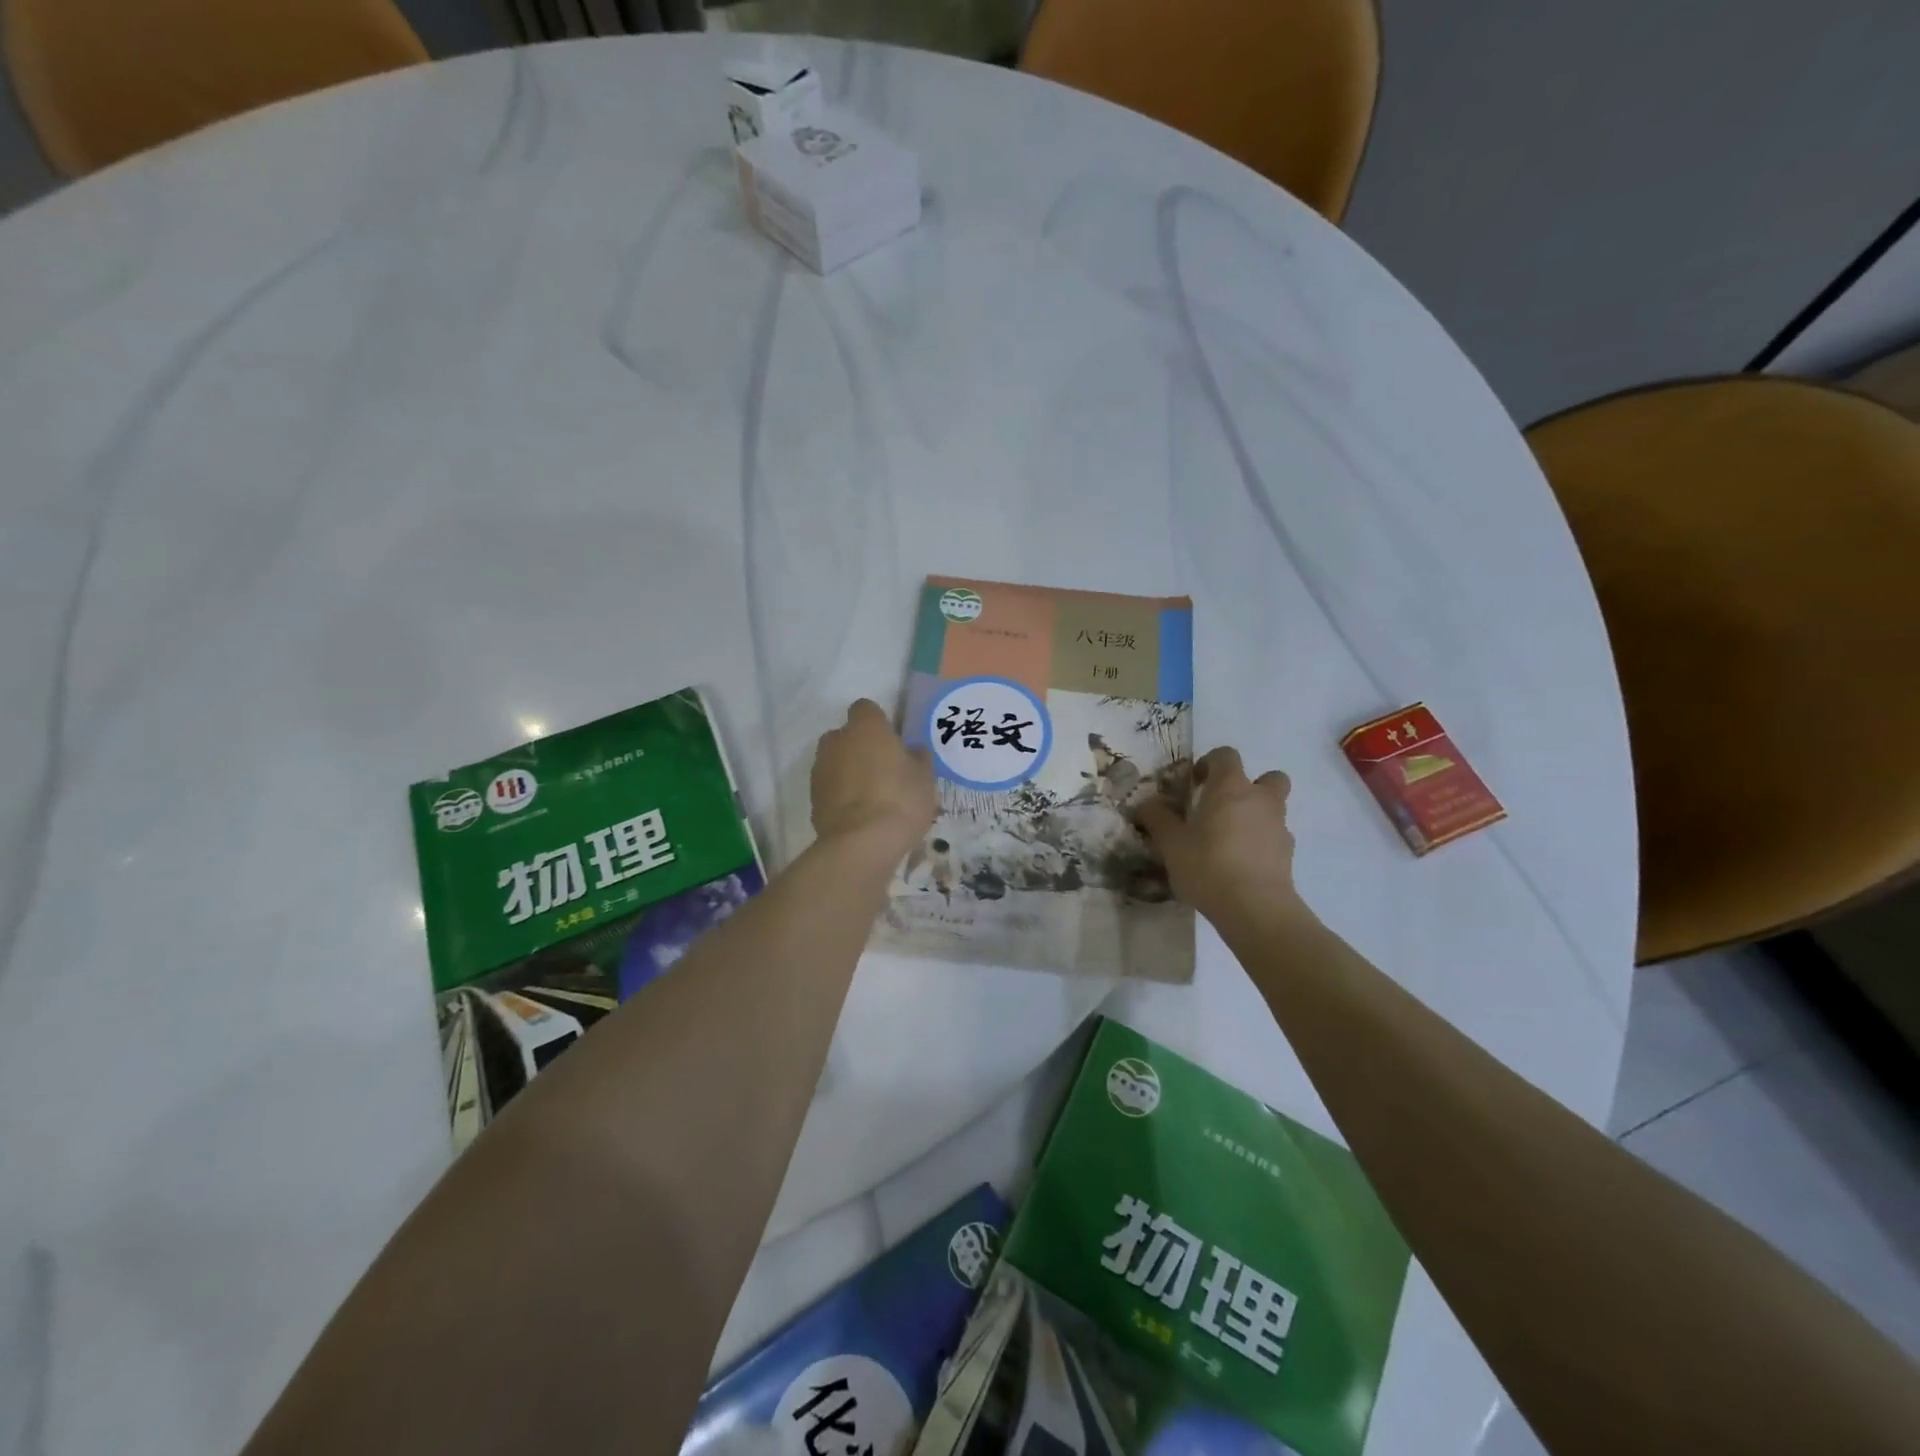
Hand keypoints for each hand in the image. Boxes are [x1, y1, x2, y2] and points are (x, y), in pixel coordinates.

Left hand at [811, 700, 937, 851]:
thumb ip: (918, 758)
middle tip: (884, 770)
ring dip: (849, 772)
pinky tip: (859, 815)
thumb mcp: (925, 778)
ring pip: (836, 761)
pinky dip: (840, 795)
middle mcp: (837, 740)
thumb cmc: (900, 800)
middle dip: (860, 747)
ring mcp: (820, 769)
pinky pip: (830, 787)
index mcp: (866, 727)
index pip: (866, 709)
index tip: (893, 742)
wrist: (861, 843)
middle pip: (846, 735)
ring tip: (872, 797)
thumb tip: (913, 751)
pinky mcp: (813, 798)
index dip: (879, 723)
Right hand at [1137, 747, 1304, 929]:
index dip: (1209, 763)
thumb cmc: (1208, 865)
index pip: (1226, 755)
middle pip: (1269, 777)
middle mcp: (1261, 799)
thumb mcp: (1170, 843)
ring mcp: (1279, 827)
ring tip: (1229, 839)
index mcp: (1230, 787)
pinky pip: (1275, 837)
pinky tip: (1240, 863)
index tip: (1194, 783)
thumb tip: (1146, 804)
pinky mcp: (1288, 854)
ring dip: (1256, 815)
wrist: (1255, 908)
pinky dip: (1261, 843)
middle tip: (1225, 806)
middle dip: (1251, 786)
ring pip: (1274, 808)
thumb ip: (1157, 818)